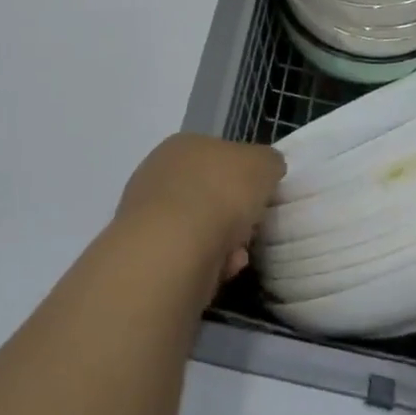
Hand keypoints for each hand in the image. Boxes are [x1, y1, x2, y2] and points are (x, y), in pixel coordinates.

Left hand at [116, 134, 285, 290]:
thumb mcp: (264, 164)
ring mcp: (148, 215)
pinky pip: (189, 255)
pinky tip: (223, 269)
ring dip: (224, 240)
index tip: (260, 195)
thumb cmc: (221, 193)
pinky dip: (209, 263)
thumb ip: (268, 162)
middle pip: (208, 192)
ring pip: (199, 226)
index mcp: (184, 145)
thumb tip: (267, 169)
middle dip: (233, 211)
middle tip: (251, 225)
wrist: (174, 249)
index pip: (218, 154)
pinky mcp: (146, 254)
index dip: (243, 175)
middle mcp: (160, 173)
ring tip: (239, 253)